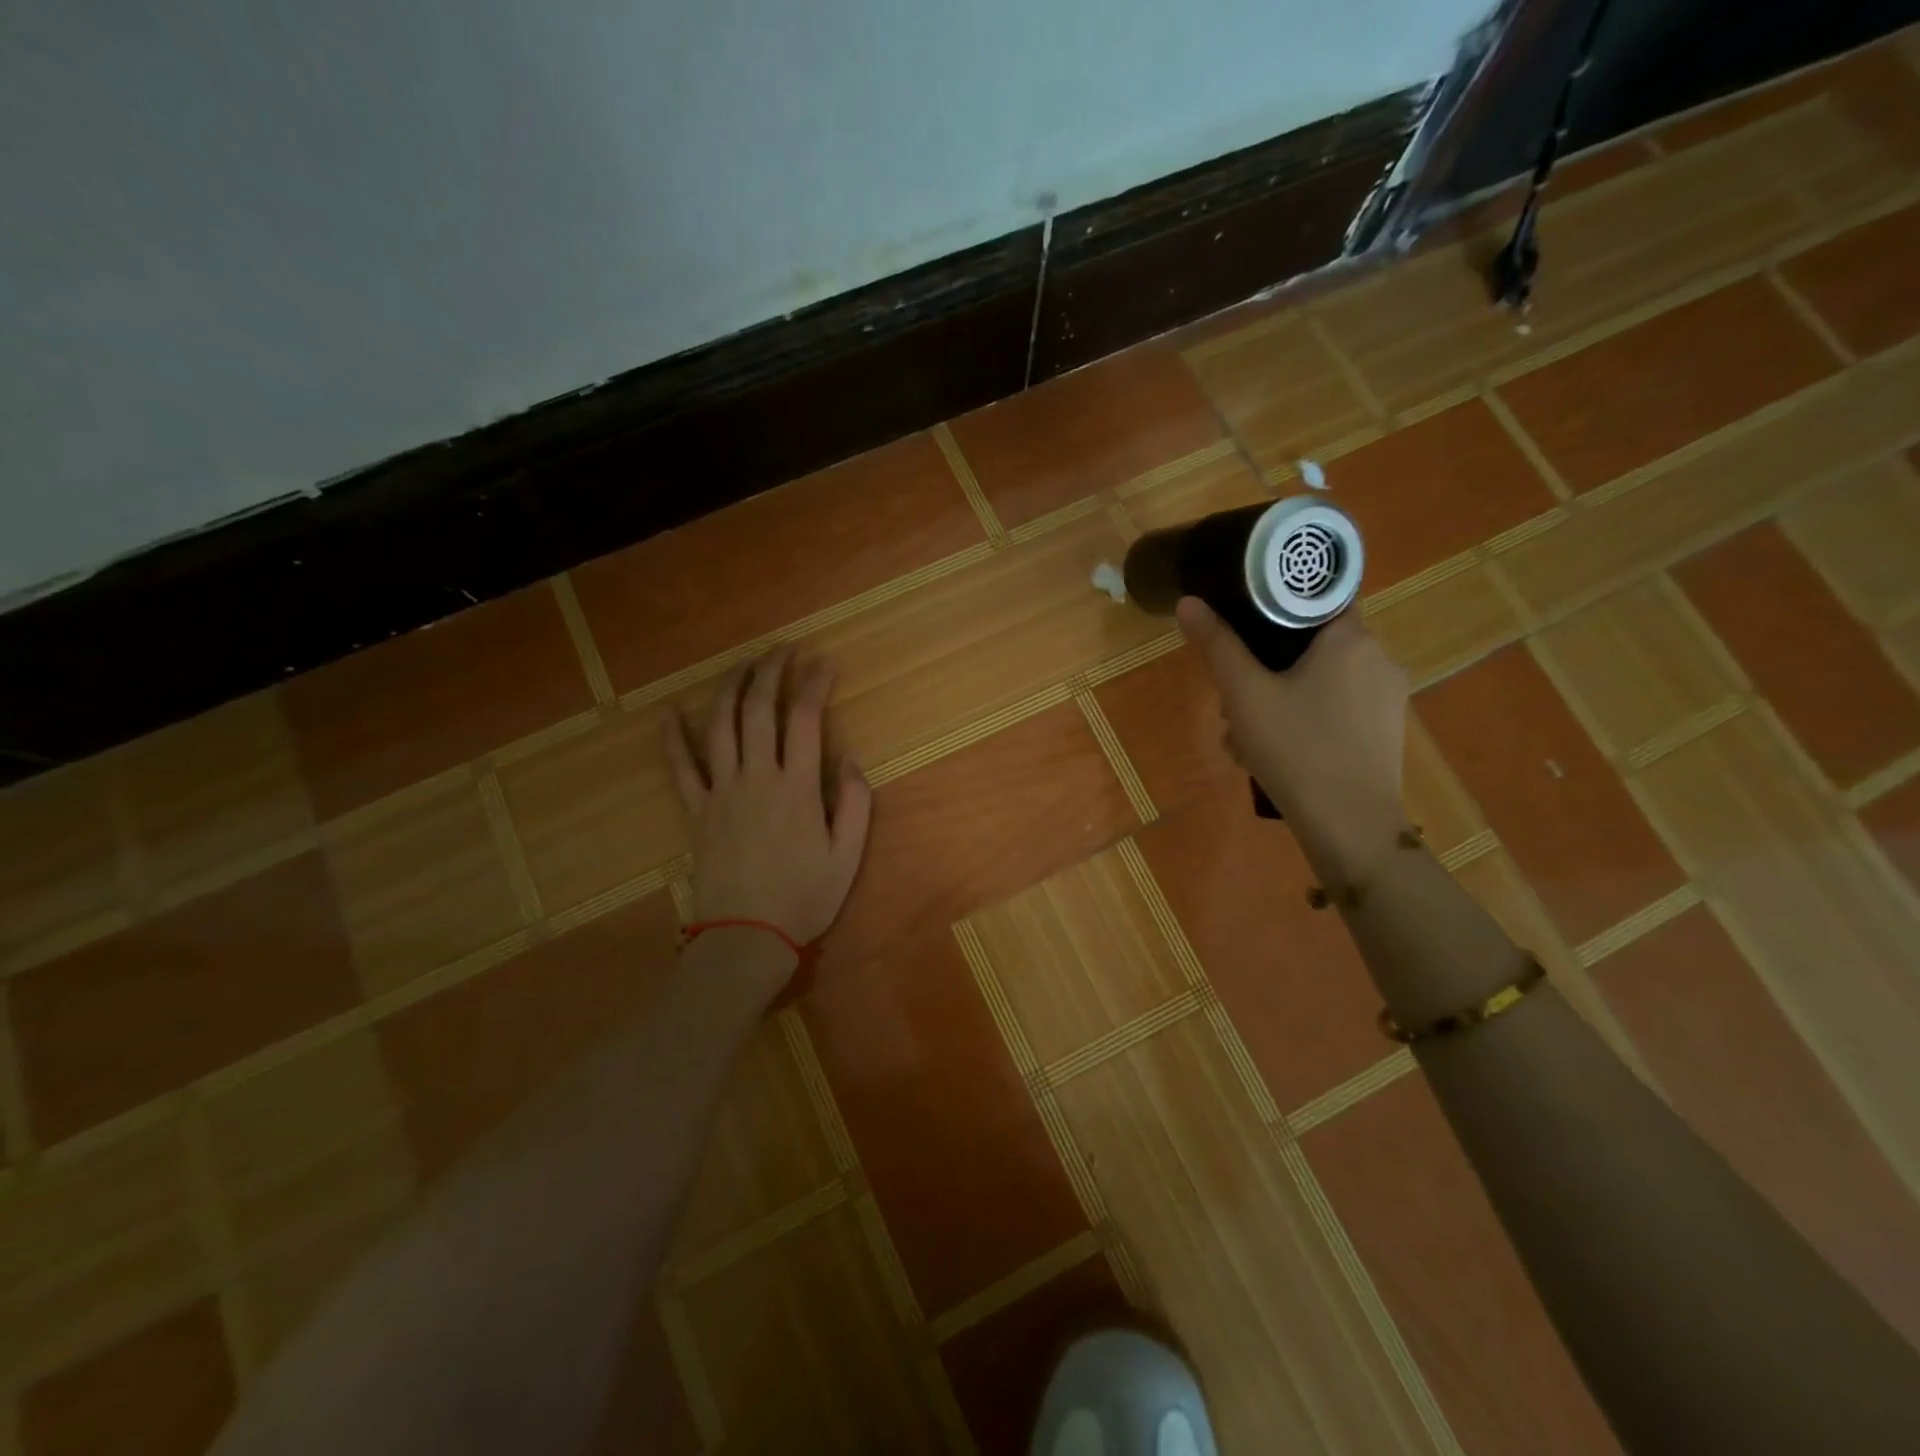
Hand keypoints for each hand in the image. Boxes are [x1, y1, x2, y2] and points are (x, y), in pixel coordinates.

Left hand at [664, 650, 871, 979]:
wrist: (746, 938)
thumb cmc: (804, 898)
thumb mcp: (847, 855)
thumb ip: (855, 803)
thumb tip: (852, 758)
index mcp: (798, 787)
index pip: (806, 719)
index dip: (815, 684)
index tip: (824, 662)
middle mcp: (757, 778)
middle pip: (758, 710)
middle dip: (770, 672)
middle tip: (782, 650)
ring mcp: (721, 791)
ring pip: (720, 726)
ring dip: (730, 689)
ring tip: (741, 665)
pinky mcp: (696, 811)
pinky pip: (680, 768)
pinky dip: (673, 738)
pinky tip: (668, 713)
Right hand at [1176, 597, 1409, 885]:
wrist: (1350, 825)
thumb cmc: (1295, 749)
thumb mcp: (1244, 695)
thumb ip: (1218, 645)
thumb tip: (1189, 602)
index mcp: (1351, 637)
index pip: (1318, 595)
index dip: (1279, 602)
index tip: (1246, 622)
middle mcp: (1380, 657)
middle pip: (1316, 640)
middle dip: (1271, 662)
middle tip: (1236, 694)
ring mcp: (1388, 696)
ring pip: (1325, 676)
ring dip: (1285, 692)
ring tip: (1248, 732)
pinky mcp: (1387, 729)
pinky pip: (1340, 705)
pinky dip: (1309, 715)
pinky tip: (1279, 749)